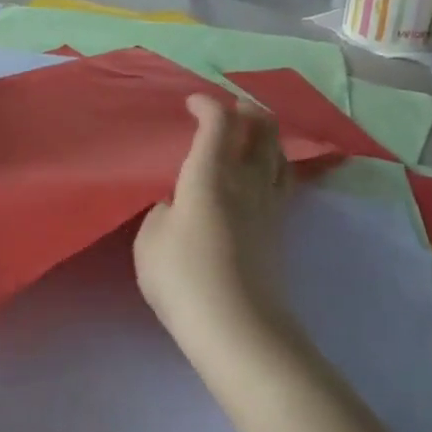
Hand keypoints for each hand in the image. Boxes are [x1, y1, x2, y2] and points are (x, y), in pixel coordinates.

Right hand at [134, 95, 292, 339]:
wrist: (237, 328)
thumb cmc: (182, 278)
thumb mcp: (149, 239)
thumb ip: (163, 210)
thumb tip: (179, 202)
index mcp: (209, 175)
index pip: (219, 122)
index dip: (206, 104)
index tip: (191, 103)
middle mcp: (246, 181)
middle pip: (263, 129)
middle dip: (249, 110)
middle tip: (230, 108)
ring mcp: (268, 205)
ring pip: (279, 154)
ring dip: (266, 136)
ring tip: (250, 135)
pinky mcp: (279, 230)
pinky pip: (282, 181)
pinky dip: (273, 164)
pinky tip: (261, 175)